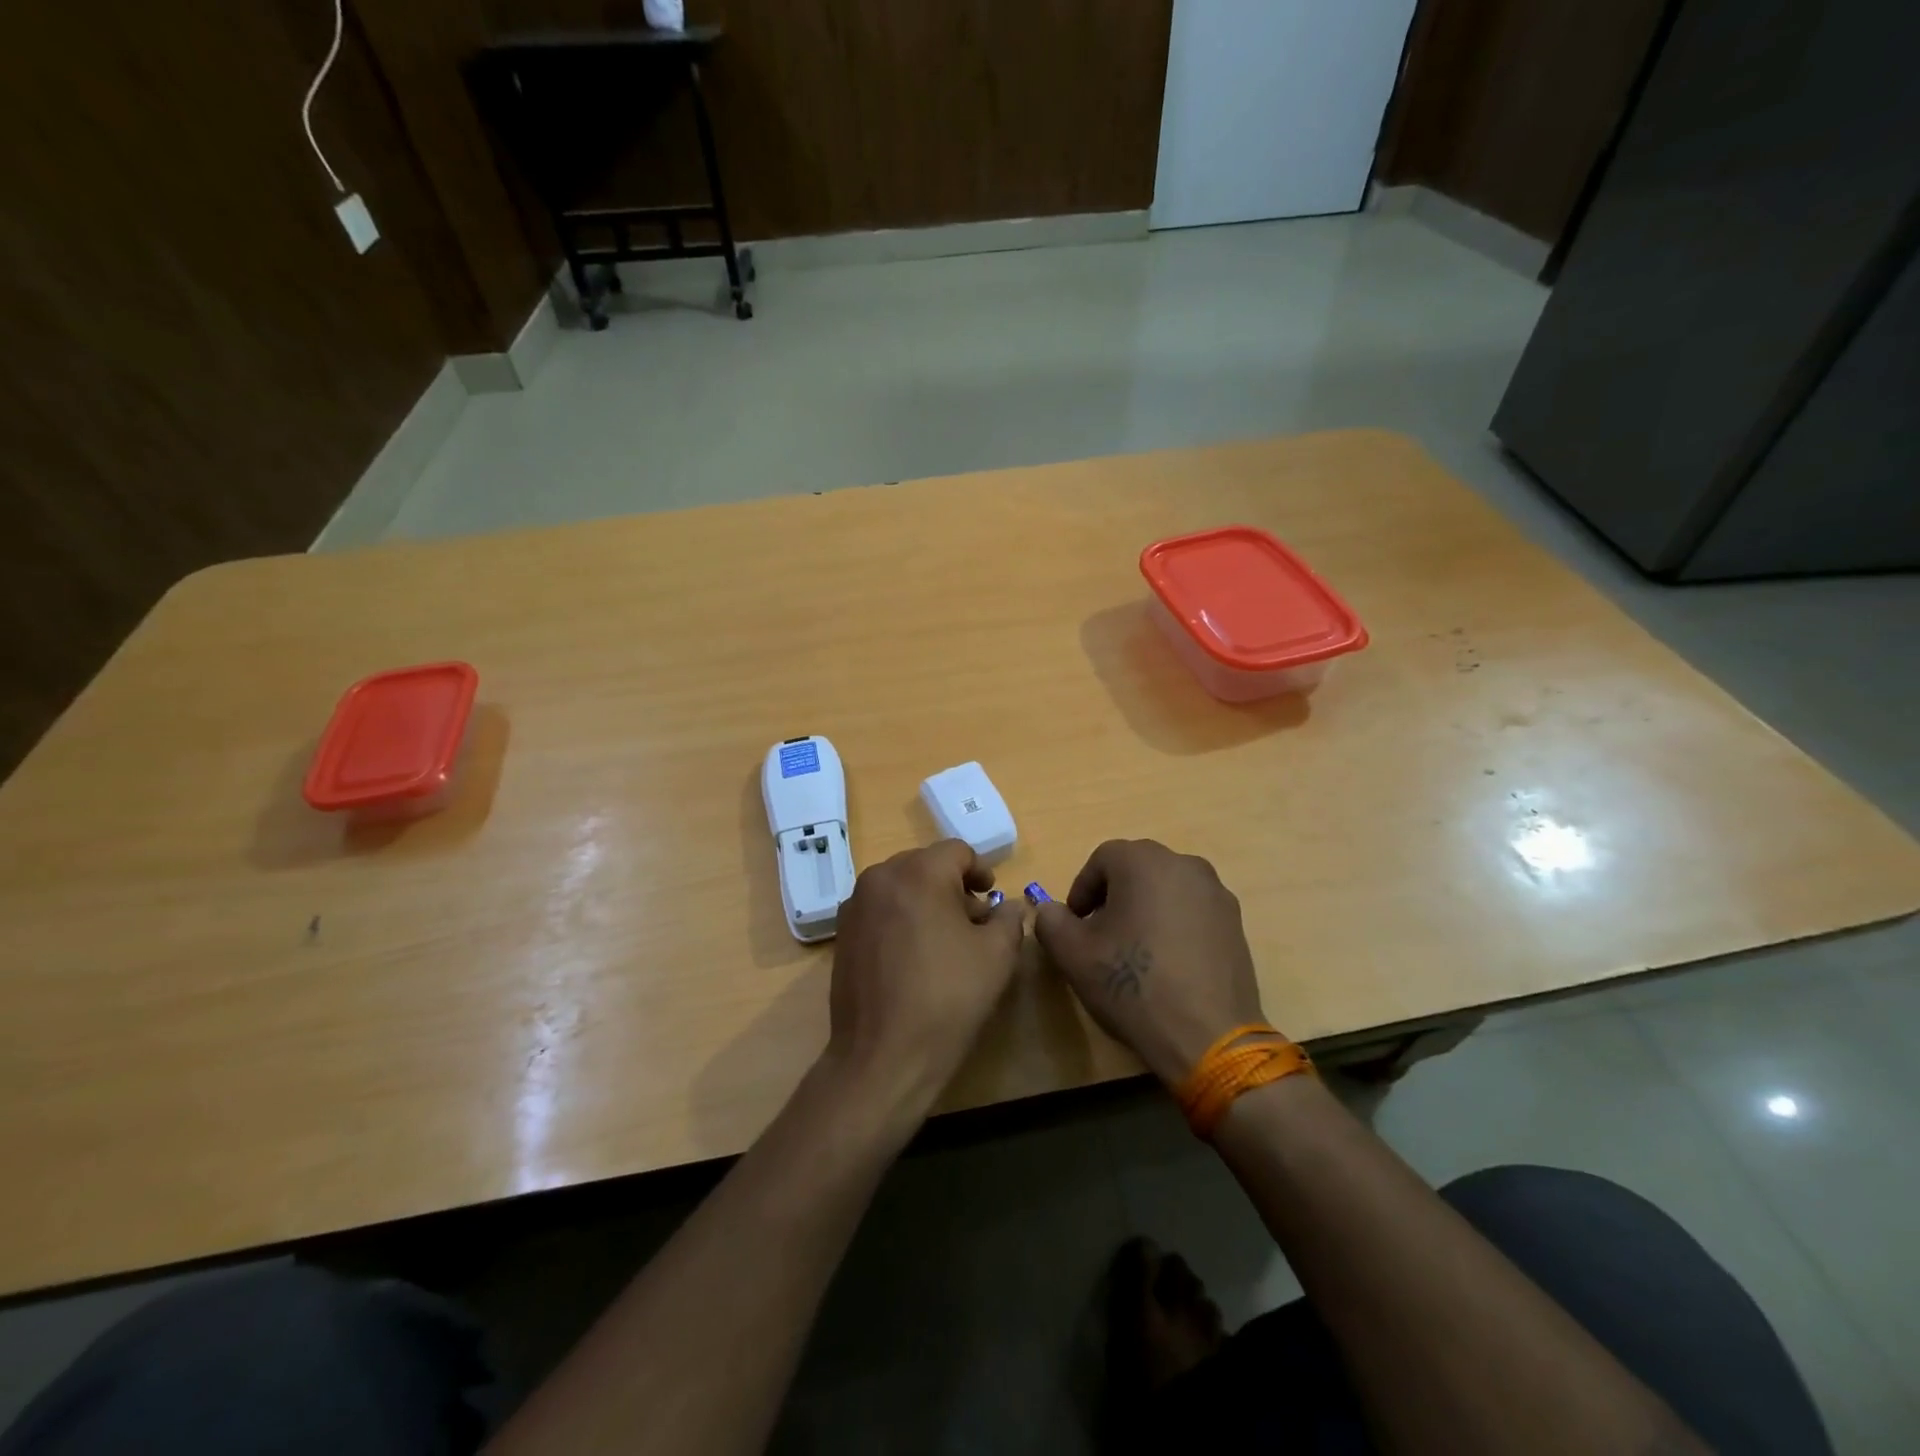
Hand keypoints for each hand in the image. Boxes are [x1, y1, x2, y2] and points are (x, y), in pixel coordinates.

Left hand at [823, 840, 1025, 1113]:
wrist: (883, 1055)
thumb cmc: (947, 997)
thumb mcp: (997, 956)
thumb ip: (1008, 919)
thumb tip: (1006, 907)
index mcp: (919, 873)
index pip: (957, 851)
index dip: (981, 871)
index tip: (992, 898)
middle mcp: (881, 877)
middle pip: (926, 865)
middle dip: (953, 886)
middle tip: (974, 921)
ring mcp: (855, 905)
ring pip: (900, 886)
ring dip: (926, 901)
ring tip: (945, 940)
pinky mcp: (842, 933)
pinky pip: (880, 909)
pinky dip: (901, 918)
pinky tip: (914, 956)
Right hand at [1032, 840, 1270, 1085]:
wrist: (1207, 1036)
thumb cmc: (1132, 985)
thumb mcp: (1072, 954)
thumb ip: (1051, 921)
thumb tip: (1050, 909)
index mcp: (1143, 861)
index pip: (1101, 860)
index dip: (1082, 891)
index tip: (1076, 925)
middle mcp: (1184, 864)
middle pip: (1136, 869)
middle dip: (1114, 897)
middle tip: (1101, 936)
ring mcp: (1215, 893)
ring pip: (1166, 888)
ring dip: (1146, 908)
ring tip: (1135, 950)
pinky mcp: (1235, 922)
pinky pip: (1192, 910)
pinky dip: (1175, 924)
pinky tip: (1168, 963)